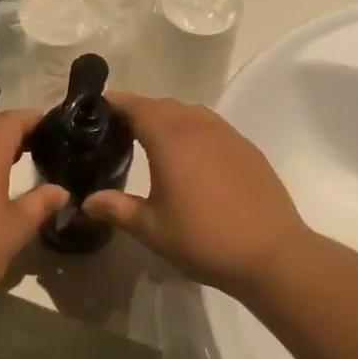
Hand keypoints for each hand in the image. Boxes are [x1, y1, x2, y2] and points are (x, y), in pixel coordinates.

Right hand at [80, 95, 306, 297]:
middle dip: (139, 111)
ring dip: (168, 120)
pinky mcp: (248, 150)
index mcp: (171, 139)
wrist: (271, 253)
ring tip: (152, 143)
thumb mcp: (151, 229)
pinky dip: (193, 132)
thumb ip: (116, 209)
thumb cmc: (203, 239)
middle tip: (117, 131)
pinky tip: (191, 160)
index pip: (136, 106)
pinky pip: (213, 128)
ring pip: (191, 114)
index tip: (95, 111)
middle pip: (163, 105)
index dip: (114, 104)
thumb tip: (86, 202)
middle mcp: (200, 127)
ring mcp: (229, 136)